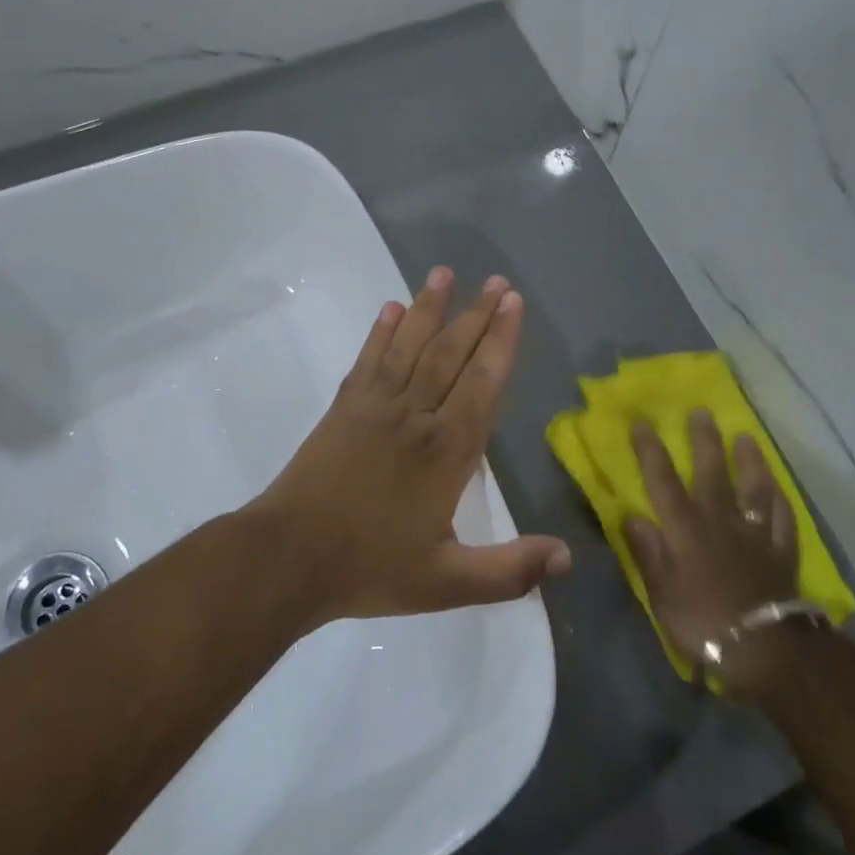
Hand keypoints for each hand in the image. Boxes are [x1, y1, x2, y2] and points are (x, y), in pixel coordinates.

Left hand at [255, 268, 569, 625]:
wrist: (288, 558)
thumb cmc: (370, 568)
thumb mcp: (446, 582)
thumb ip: (508, 569)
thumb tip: (567, 557)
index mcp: (447, 451)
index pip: (483, 383)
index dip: (501, 342)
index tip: (513, 304)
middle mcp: (415, 416)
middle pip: (451, 354)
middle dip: (476, 315)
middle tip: (496, 280)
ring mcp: (374, 407)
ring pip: (409, 347)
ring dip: (429, 308)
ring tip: (444, 272)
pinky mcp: (343, 409)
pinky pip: (367, 361)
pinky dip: (380, 333)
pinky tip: (390, 309)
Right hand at [626, 411, 803, 694]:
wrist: (762, 648)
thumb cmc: (701, 620)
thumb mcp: (660, 590)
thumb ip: (647, 551)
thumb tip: (631, 515)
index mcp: (685, 528)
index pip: (663, 480)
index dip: (651, 450)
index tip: (642, 422)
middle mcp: (719, 520)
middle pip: (712, 472)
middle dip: (704, 440)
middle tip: (702, 411)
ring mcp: (755, 533)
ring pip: (754, 488)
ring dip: (750, 461)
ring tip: (746, 437)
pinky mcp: (781, 551)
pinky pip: (783, 519)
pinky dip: (780, 500)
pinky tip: (778, 488)